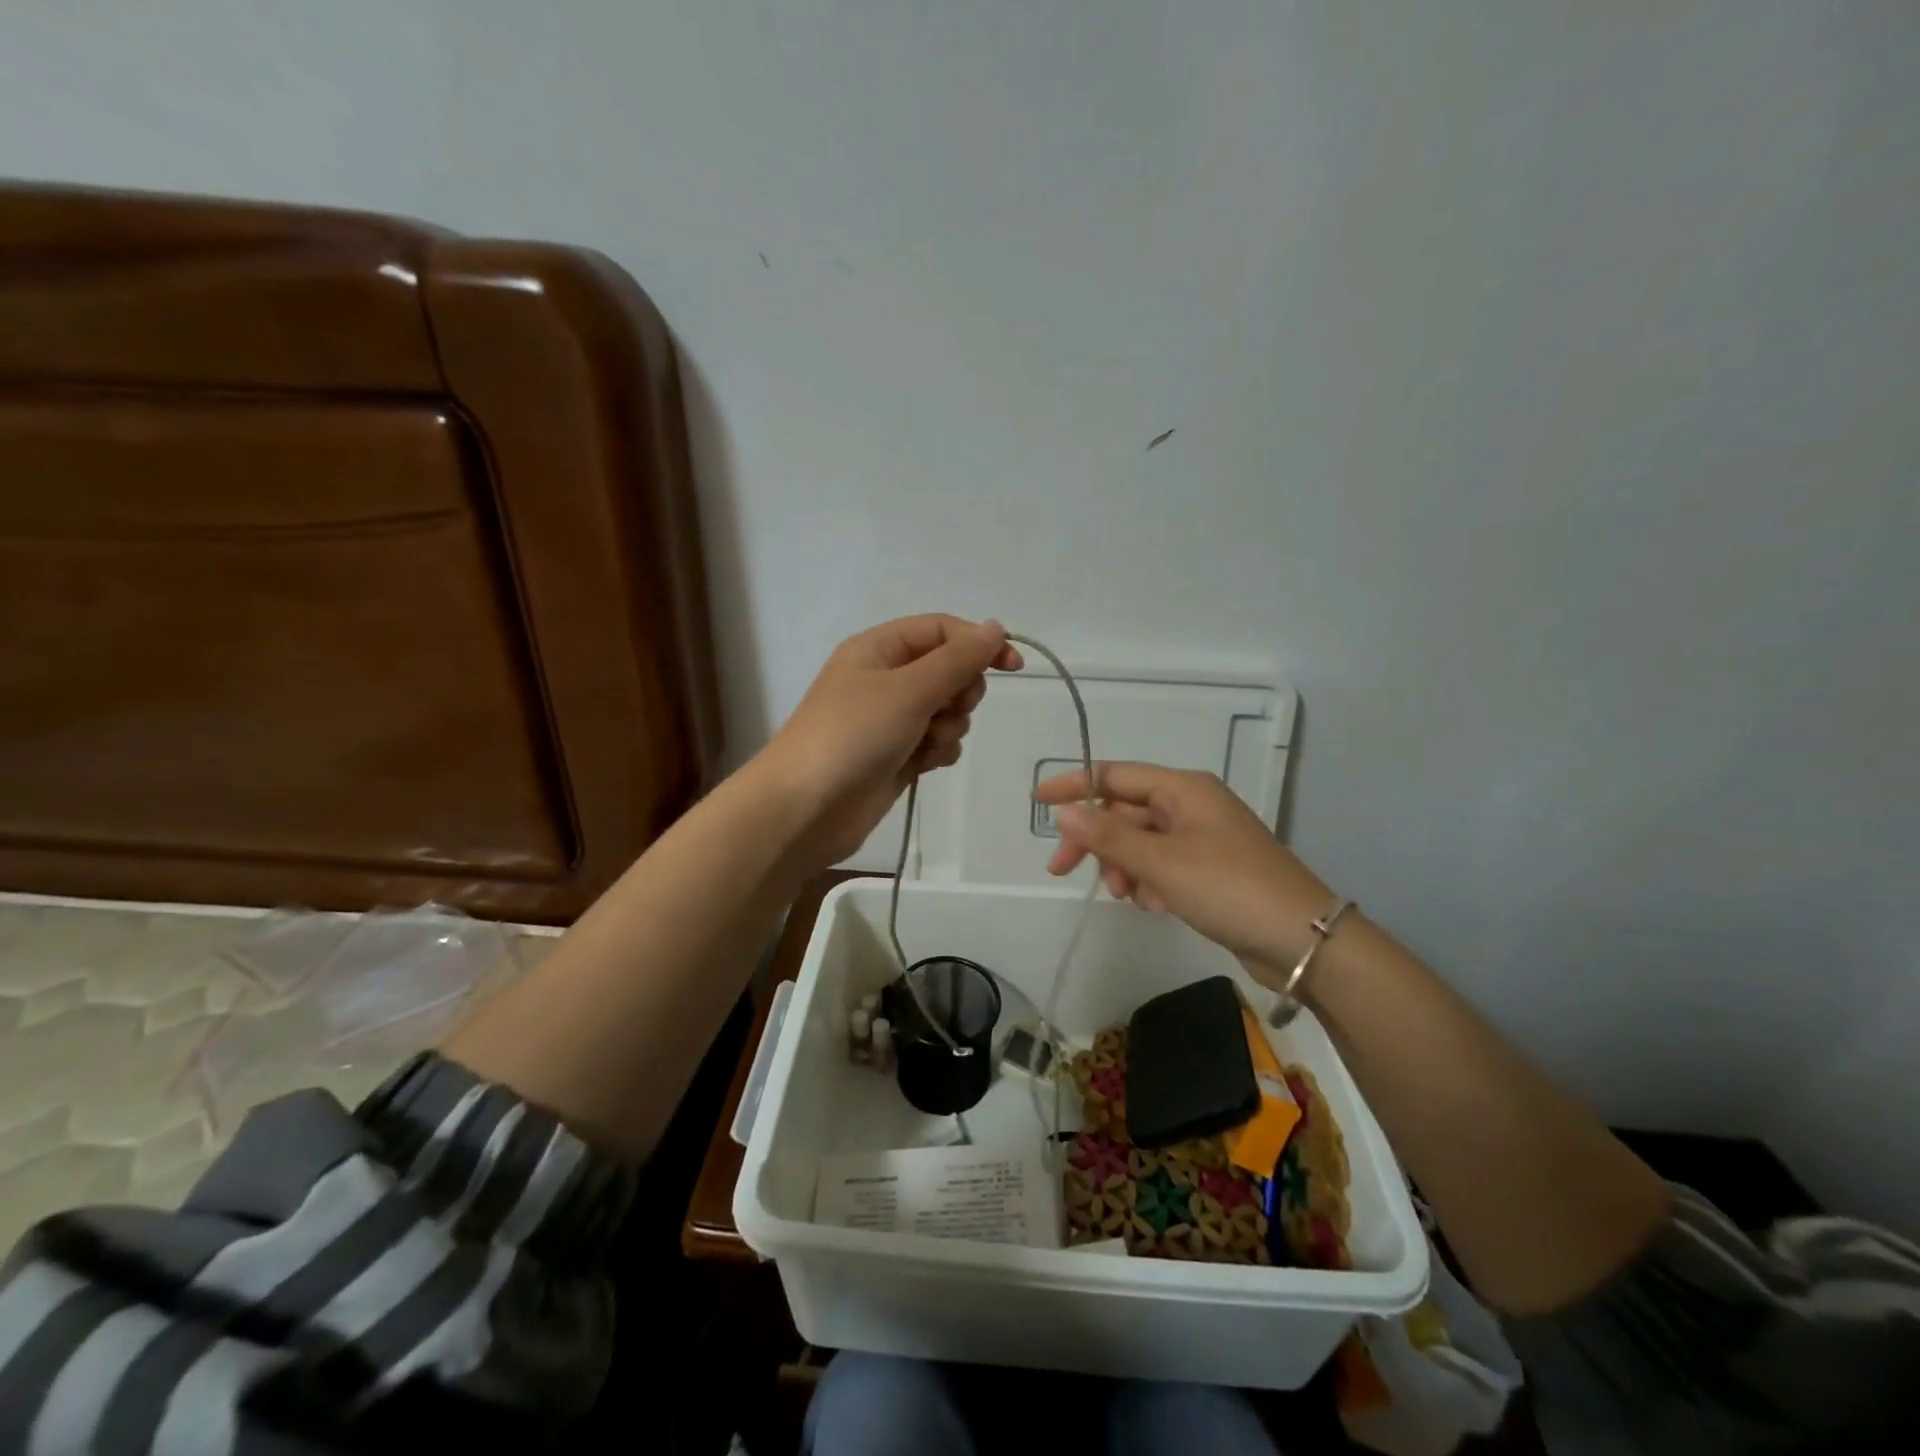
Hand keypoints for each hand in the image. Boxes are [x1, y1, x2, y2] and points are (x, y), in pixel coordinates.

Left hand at [758, 614, 1022, 869]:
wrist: (806, 810)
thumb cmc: (853, 736)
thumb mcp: (908, 690)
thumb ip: (956, 659)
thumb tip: (994, 627)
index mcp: (879, 649)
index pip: (942, 630)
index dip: (979, 643)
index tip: (1014, 667)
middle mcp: (885, 678)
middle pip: (949, 671)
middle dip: (958, 694)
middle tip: (942, 712)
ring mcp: (891, 720)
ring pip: (947, 710)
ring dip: (948, 728)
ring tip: (924, 745)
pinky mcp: (897, 755)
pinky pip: (936, 741)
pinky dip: (937, 752)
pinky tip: (921, 766)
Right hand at [1034, 762, 1333, 977]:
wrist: (1302, 939)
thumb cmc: (1228, 887)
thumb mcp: (1161, 861)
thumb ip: (1108, 836)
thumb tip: (1063, 811)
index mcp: (1183, 788)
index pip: (1115, 776)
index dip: (1074, 786)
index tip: (1036, 801)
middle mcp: (1191, 805)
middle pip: (1125, 812)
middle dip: (1096, 841)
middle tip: (1061, 870)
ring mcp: (1202, 838)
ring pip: (1141, 842)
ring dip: (1123, 866)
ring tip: (1125, 896)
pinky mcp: (1210, 869)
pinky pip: (1162, 865)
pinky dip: (1150, 882)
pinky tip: (1156, 905)